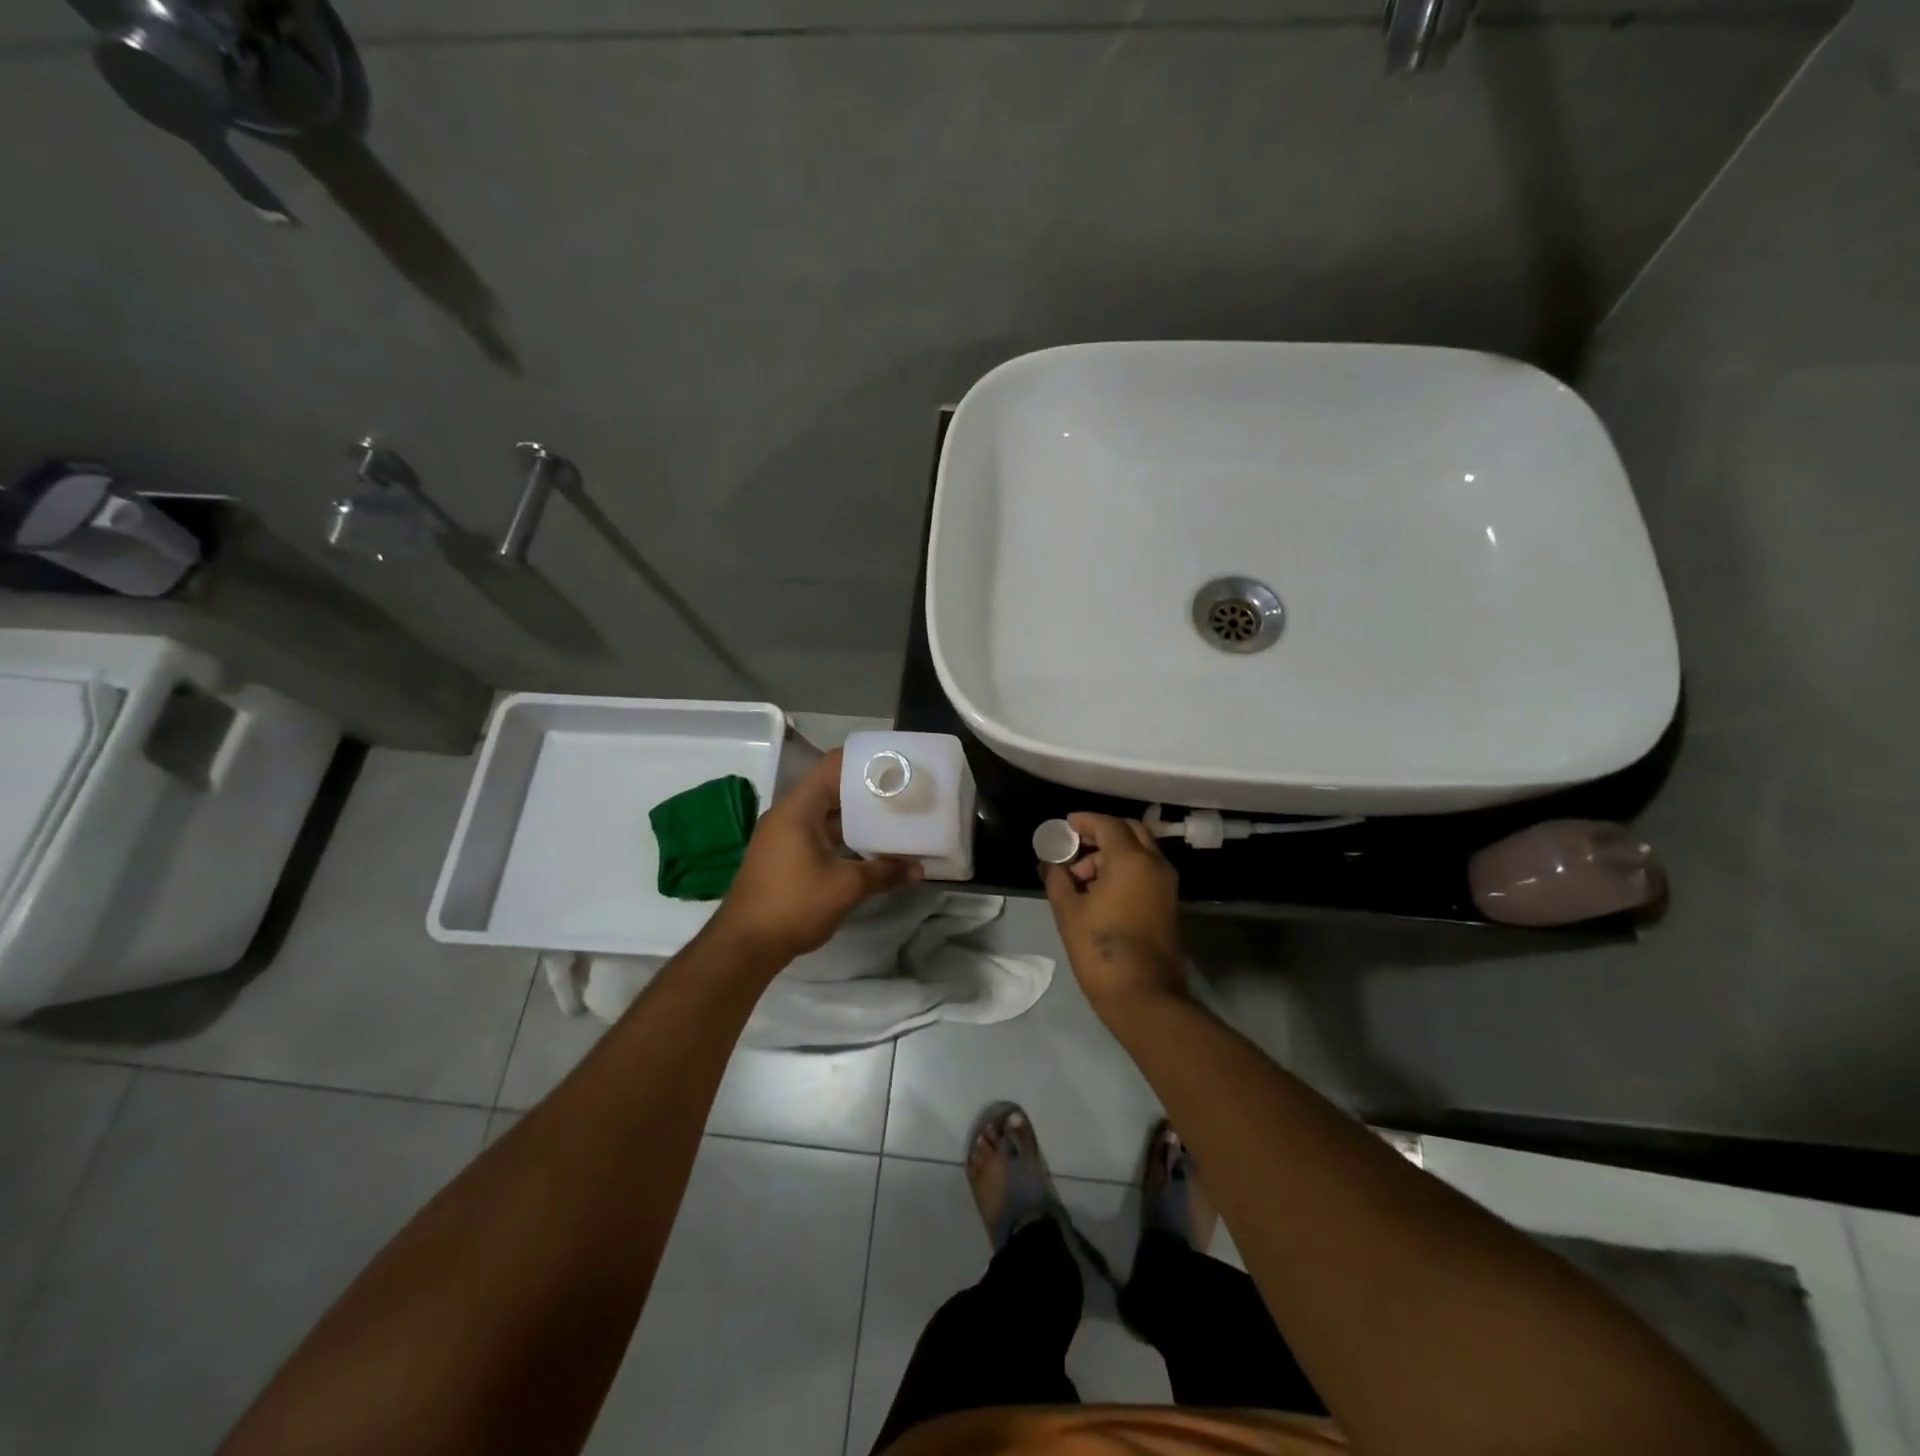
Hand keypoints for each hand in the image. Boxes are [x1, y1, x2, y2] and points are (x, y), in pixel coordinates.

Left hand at [708, 748, 920, 965]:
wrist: (744, 946)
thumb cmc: (793, 905)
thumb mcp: (846, 887)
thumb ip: (884, 872)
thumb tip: (918, 869)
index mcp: (798, 808)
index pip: (833, 766)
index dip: (864, 762)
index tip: (896, 766)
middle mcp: (788, 814)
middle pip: (832, 789)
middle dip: (867, 792)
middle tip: (903, 793)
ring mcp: (783, 836)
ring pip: (826, 814)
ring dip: (856, 817)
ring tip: (893, 818)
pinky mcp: (784, 856)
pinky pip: (818, 834)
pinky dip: (843, 836)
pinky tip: (869, 848)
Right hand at [1040, 813, 1186, 1016]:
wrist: (1144, 996)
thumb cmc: (1101, 949)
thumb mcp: (1068, 911)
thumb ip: (1057, 879)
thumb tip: (1050, 863)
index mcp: (1131, 859)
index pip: (1107, 824)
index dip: (1084, 821)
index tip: (1065, 826)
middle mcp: (1155, 864)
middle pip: (1130, 831)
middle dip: (1102, 834)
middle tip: (1075, 847)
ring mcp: (1166, 884)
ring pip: (1140, 851)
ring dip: (1112, 854)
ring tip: (1080, 878)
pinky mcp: (1169, 903)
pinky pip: (1146, 871)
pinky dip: (1125, 869)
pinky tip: (1099, 892)